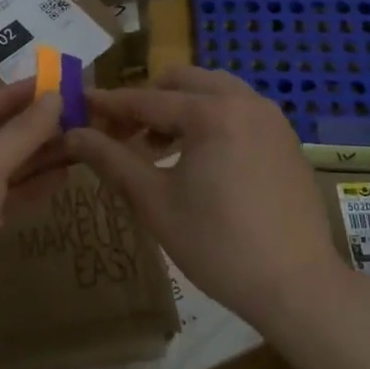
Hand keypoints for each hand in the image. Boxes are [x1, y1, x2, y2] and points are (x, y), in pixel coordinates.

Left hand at [0, 79, 65, 336]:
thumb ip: (21, 132)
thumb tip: (55, 97)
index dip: (14, 96)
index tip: (54, 84)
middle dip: (30, 129)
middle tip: (75, 115)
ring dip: (35, 159)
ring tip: (78, 143)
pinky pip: (2, 202)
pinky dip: (29, 189)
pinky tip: (62, 178)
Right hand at [65, 66, 348, 334]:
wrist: (297, 287)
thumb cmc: (218, 244)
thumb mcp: (155, 201)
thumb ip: (111, 159)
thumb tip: (72, 133)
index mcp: (212, 113)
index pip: (146, 99)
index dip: (109, 104)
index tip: (79, 106)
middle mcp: (245, 102)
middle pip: (182, 82)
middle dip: (147, 101)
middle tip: (121, 132)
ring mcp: (271, 119)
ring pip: (213, 92)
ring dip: (179, 109)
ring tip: (155, 148)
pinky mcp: (285, 140)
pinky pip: (238, 111)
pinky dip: (209, 120)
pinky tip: (195, 159)